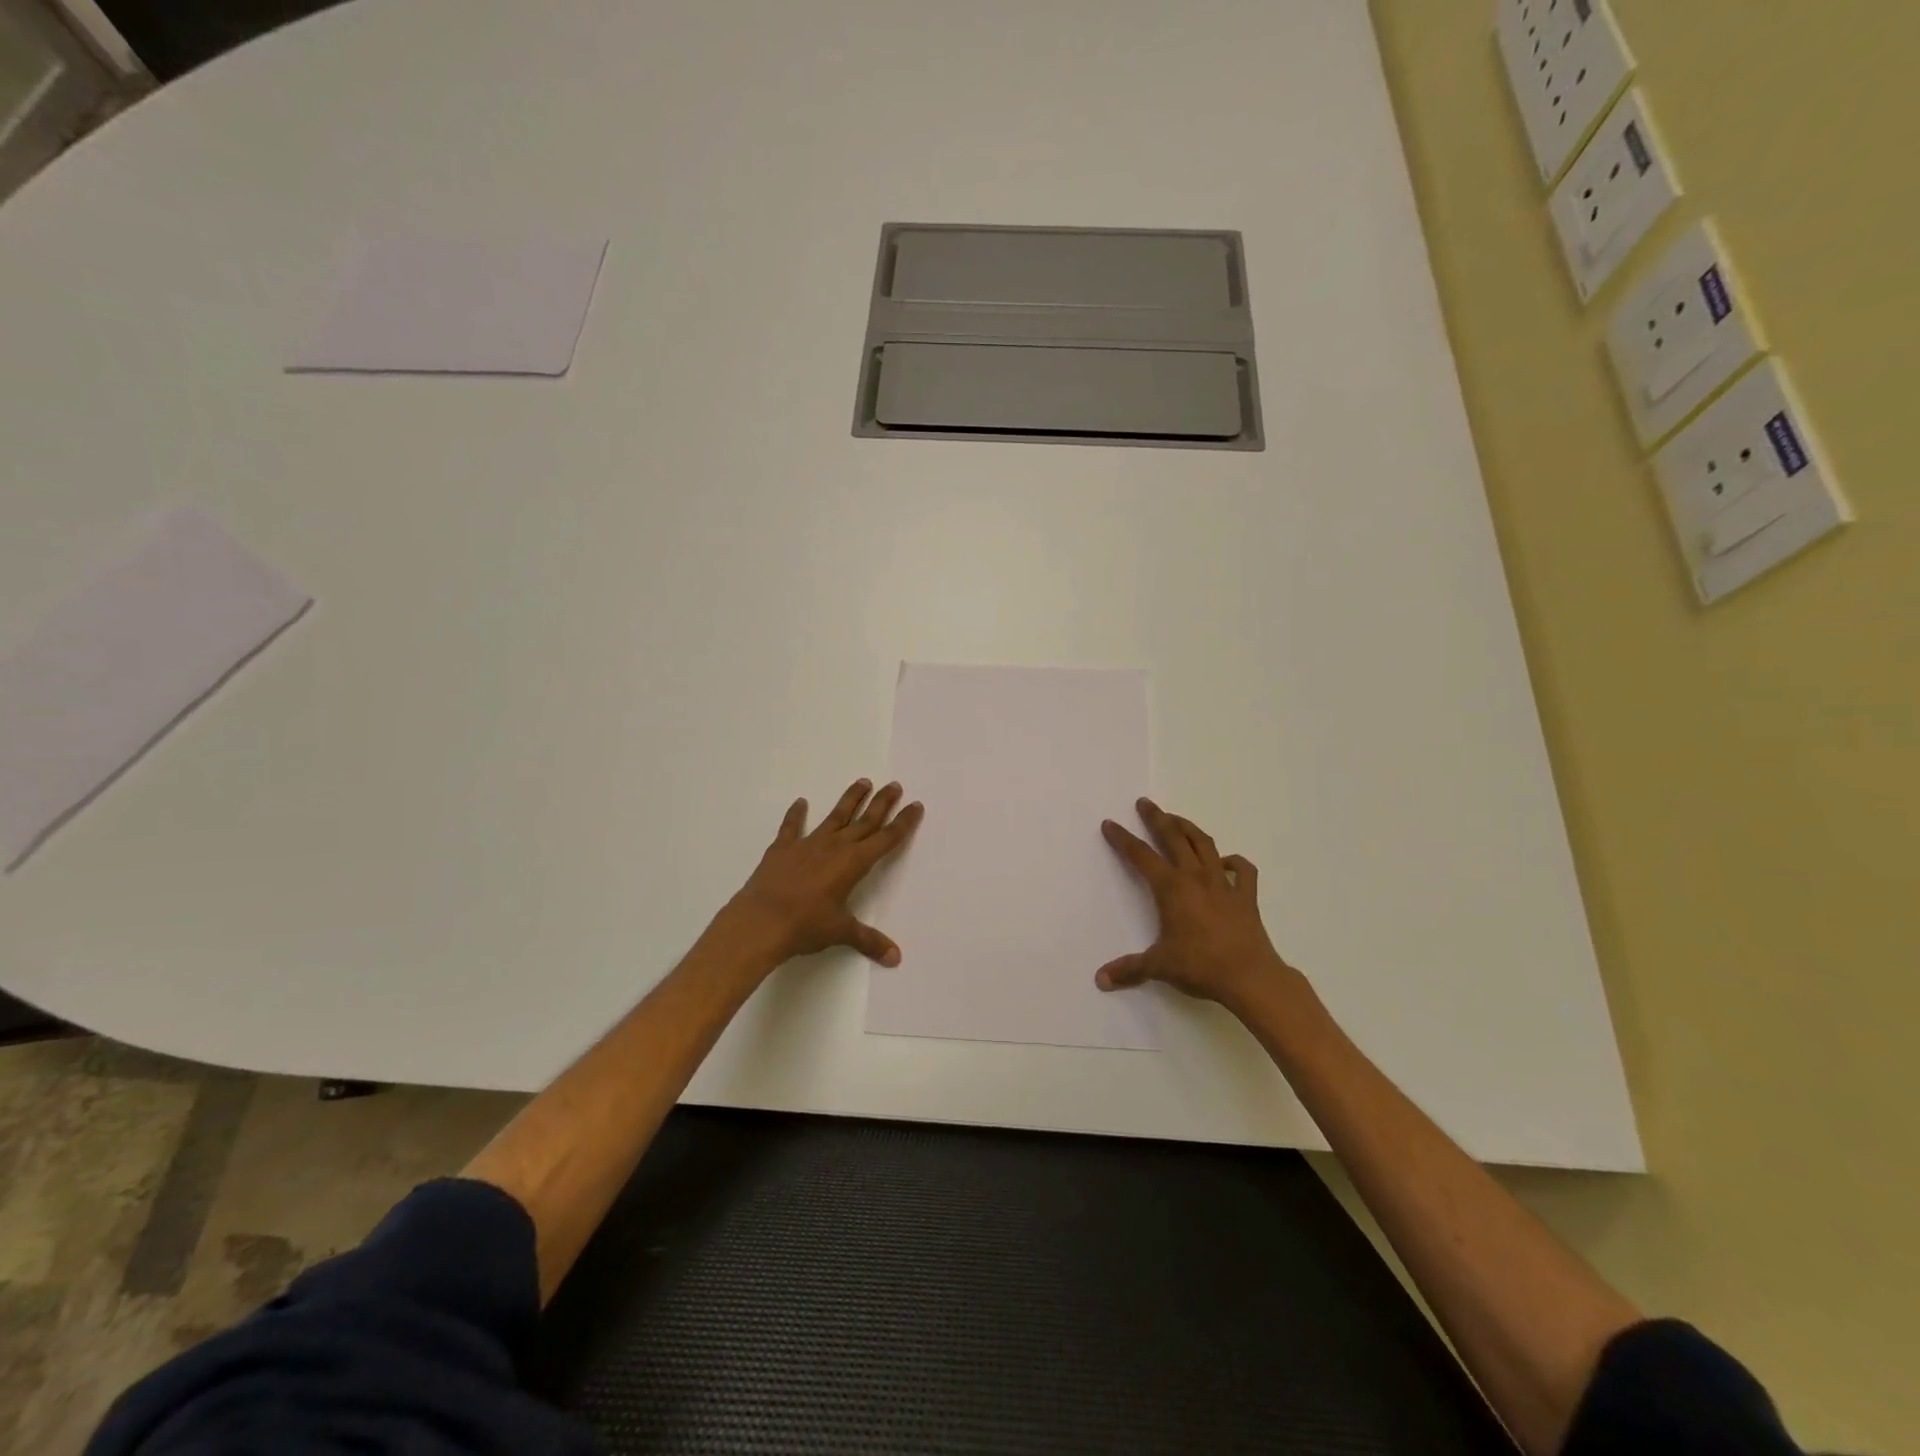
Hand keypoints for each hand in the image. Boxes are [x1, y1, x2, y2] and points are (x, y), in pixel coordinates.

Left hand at [723, 779, 923, 967]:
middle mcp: (835, 846)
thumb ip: (868, 940)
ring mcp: (808, 844)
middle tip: (895, 785)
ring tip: (863, 782)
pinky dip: (796, 815)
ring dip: (850, 799)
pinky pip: (792, 827)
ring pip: (835, 816)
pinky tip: (800, 803)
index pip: (886, 838)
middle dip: (882, 803)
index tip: (915, 805)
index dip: (903, 822)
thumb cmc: (805, 925)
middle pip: (865, 820)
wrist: (759, 922)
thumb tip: (895, 957)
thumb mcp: (840, 932)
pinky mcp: (783, 849)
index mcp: (854, 863)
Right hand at [1096, 798, 1288, 1011]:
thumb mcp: (1158, 966)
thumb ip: (1129, 969)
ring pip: (1204, 845)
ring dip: (1189, 829)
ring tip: (1178, 820)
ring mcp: (1223, 884)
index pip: (1140, 856)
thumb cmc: (1200, 966)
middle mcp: (1195, 877)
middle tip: (1145, 803)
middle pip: (1173, 838)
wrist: (1250, 977)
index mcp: (1171, 888)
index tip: (1110, 824)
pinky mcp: (1246, 896)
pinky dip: (1234, 861)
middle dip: (1157, 818)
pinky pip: (1242, 870)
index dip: (1122, 838)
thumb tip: (1100, 980)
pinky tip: (1225, 862)